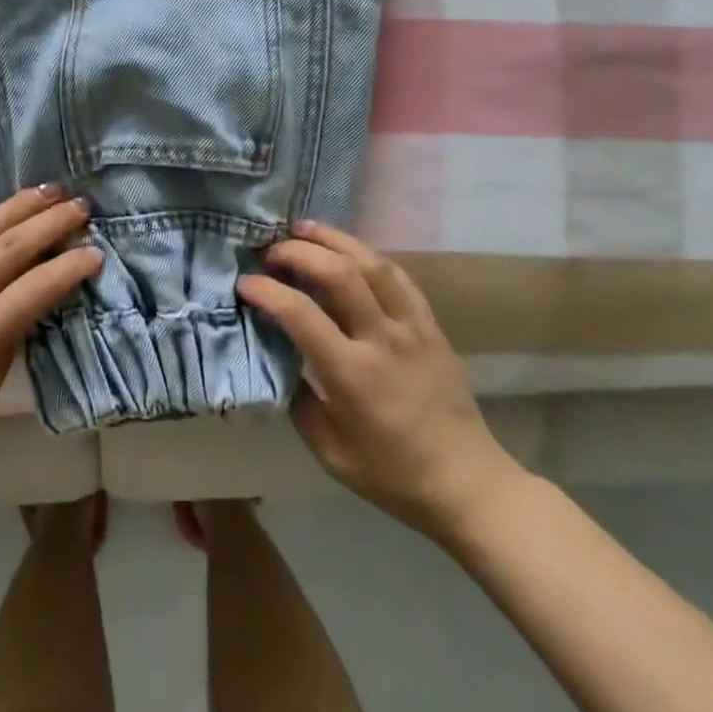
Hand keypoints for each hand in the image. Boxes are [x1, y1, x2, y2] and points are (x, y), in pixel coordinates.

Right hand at [238, 221, 524, 542]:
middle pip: (339, 273)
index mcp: (352, 374)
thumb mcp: (329, 451)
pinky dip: (366, 255)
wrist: (468, 483)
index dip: (267, 291)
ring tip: (303, 228)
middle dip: (298, 252)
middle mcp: (383, 339)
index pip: (301, 314)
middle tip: (271, 251)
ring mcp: (413, 327)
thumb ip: (296, 399)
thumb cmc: (392, 474)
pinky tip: (348, 251)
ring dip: (333, 239)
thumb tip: (275, 356)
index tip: (244, 283)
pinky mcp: (430, 324)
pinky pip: (397, 275)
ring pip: (372, 262)